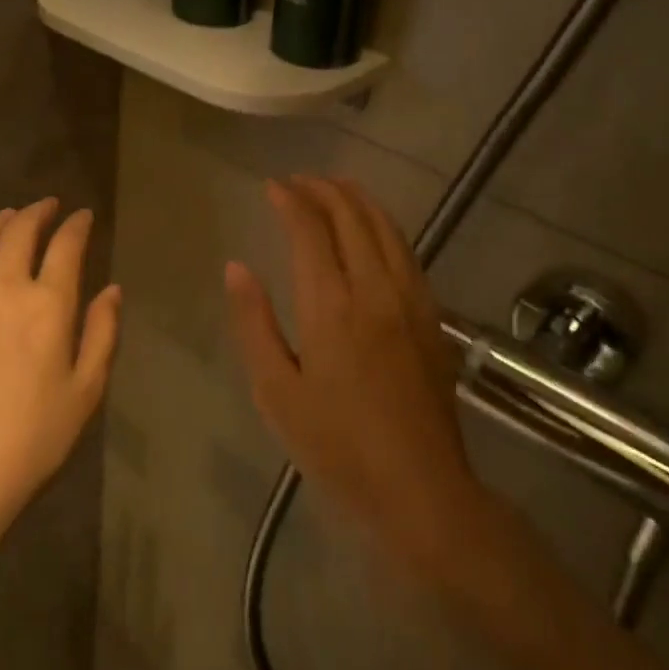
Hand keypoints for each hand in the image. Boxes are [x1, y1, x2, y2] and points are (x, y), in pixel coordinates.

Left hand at [0, 199, 119, 561]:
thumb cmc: (33, 438)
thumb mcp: (86, 391)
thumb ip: (101, 333)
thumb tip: (112, 290)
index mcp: (47, 306)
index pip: (65, 246)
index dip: (77, 226)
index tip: (84, 216)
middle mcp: (3, 290)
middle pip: (19, 232)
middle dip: (37, 212)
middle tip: (48, 206)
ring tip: (11, 216)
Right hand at [226, 177, 479, 565]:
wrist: (419, 488)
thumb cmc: (336, 446)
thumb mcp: (276, 391)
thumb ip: (254, 323)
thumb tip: (237, 267)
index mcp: (331, 305)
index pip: (310, 230)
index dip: (290, 200)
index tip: (272, 186)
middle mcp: (375, 288)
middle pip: (351, 217)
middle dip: (323, 189)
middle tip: (298, 181)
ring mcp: (410, 299)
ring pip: (385, 227)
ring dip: (357, 199)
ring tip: (334, 187)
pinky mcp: (432, 315)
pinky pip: (407, 251)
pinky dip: (384, 225)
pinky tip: (373, 228)